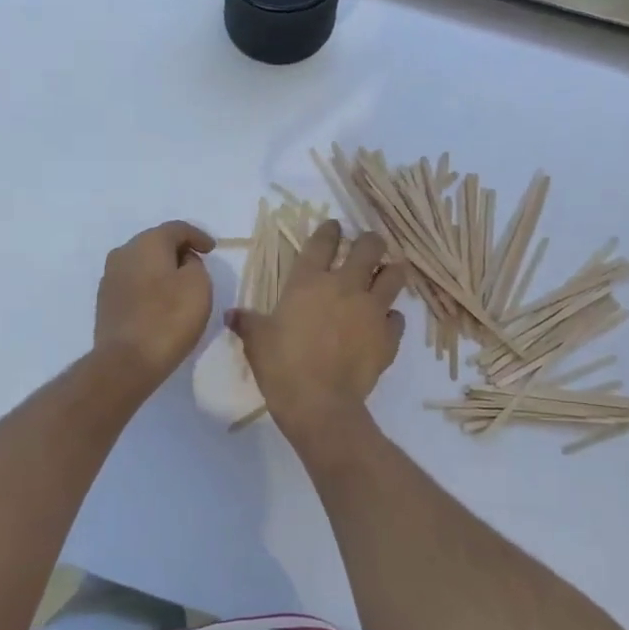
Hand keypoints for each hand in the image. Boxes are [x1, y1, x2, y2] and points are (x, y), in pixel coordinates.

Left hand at [94, 220, 215, 393]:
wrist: (126, 361)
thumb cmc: (169, 319)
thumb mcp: (198, 285)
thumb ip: (194, 264)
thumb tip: (182, 262)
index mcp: (147, 243)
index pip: (176, 229)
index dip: (198, 236)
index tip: (212, 249)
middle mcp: (123, 253)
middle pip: (155, 243)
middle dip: (178, 251)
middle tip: (197, 265)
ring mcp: (110, 277)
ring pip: (142, 263)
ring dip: (161, 269)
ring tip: (179, 285)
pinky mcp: (105, 301)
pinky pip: (133, 283)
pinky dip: (149, 286)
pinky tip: (160, 302)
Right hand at [228, 220, 406, 432]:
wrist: (319, 402)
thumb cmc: (281, 365)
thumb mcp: (256, 341)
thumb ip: (247, 322)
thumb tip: (231, 315)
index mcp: (309, 281)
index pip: (323, 242)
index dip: (330, 230)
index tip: (334, 227)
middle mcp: (345, 286)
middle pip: (370, 248)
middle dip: (370, 242)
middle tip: (367, 247)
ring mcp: (372, 310)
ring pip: (395, 275)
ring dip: (392, 271)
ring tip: (387, 274)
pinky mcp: (389, 336)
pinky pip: (397, 318)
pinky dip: (391, 317)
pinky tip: (383, 323)